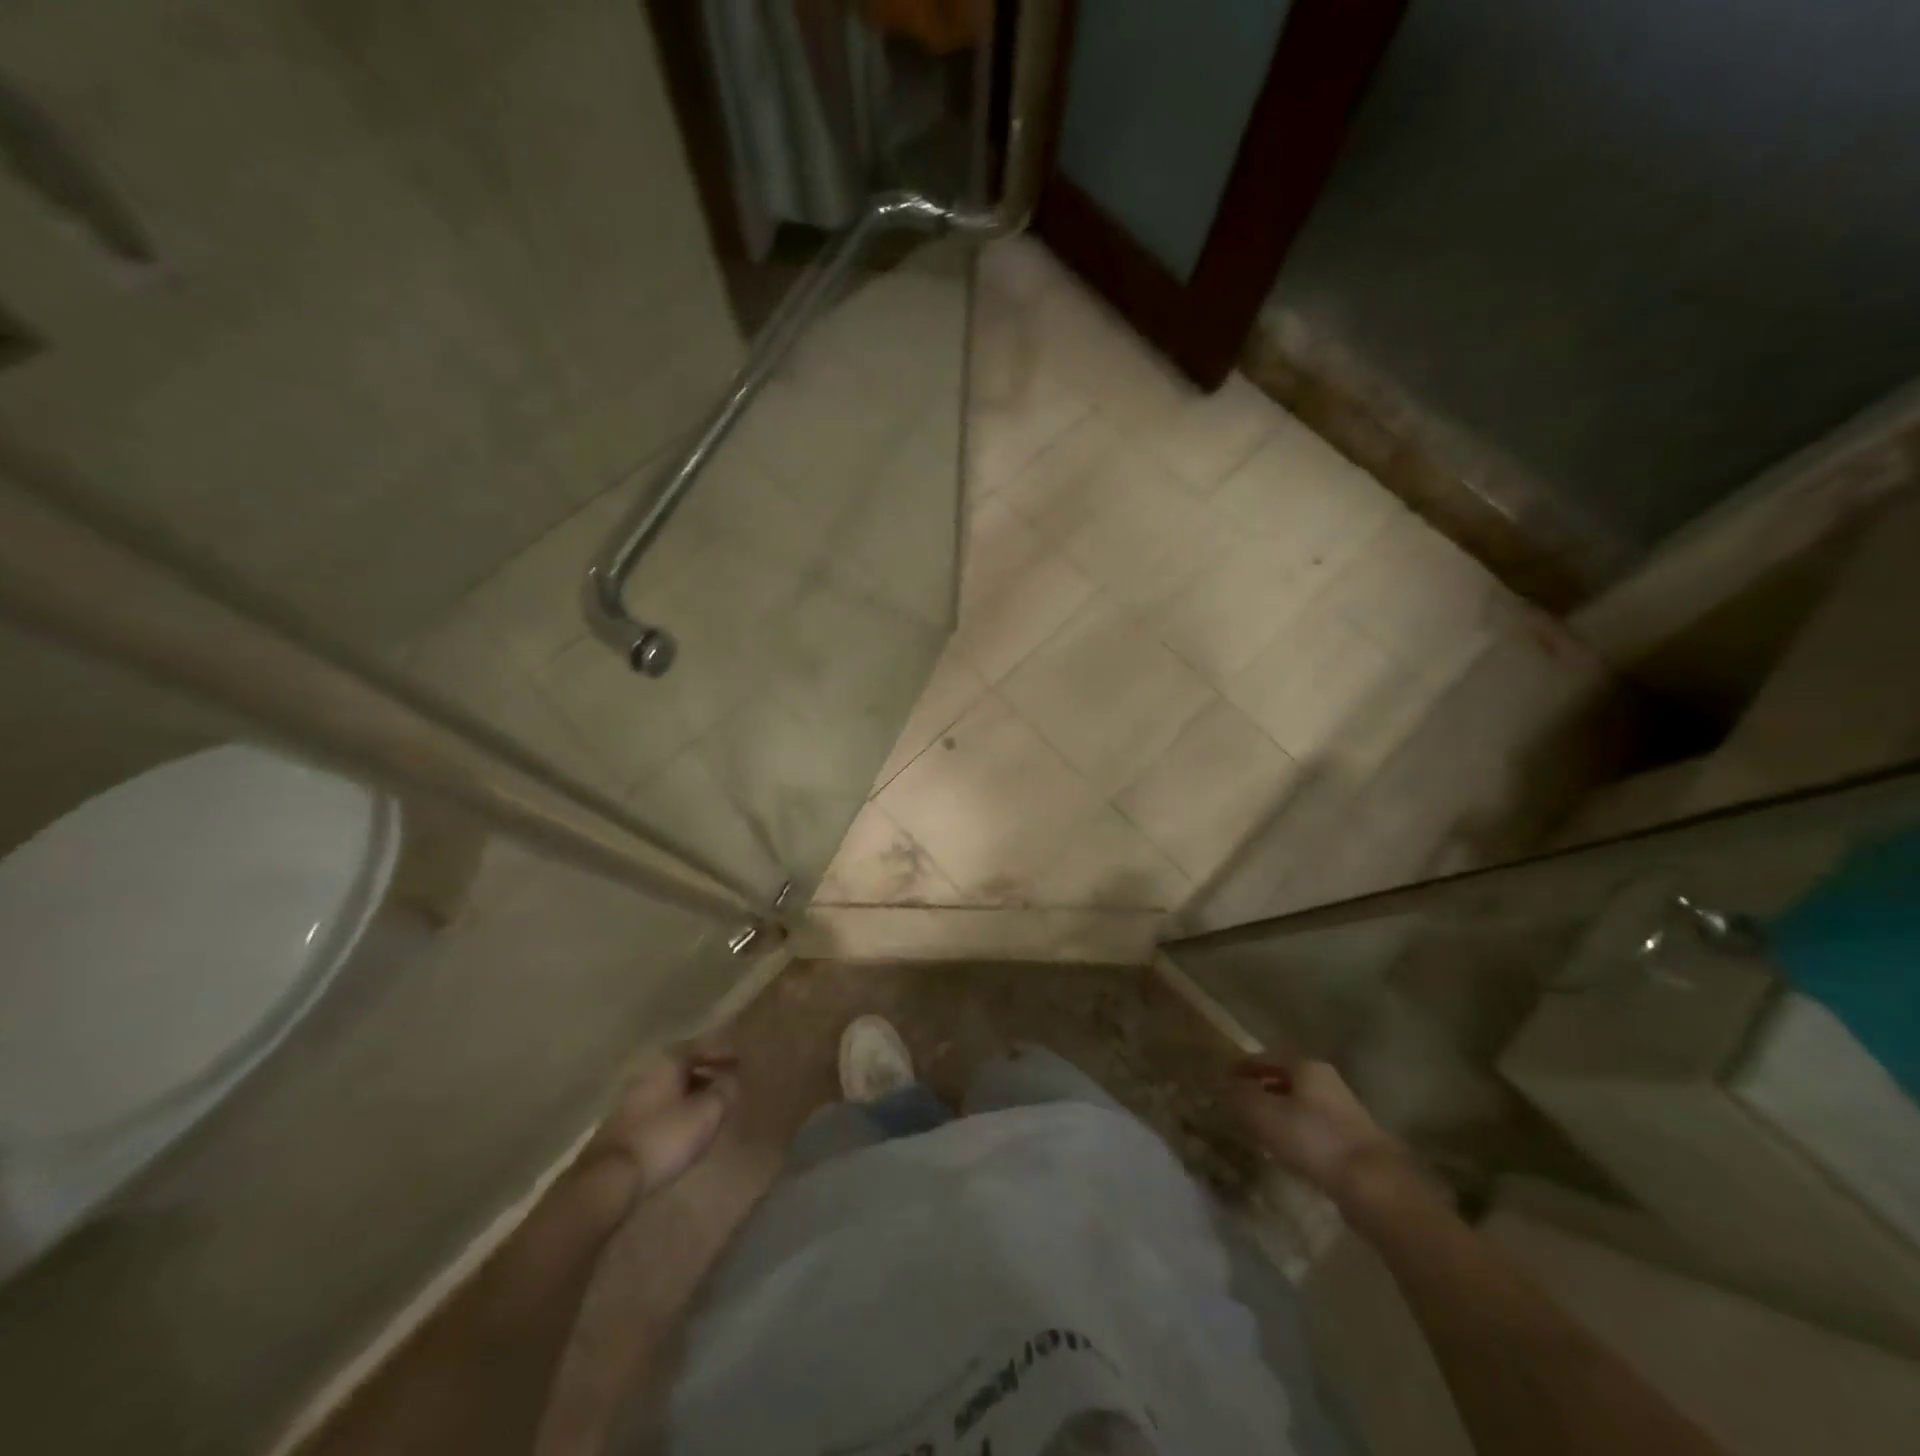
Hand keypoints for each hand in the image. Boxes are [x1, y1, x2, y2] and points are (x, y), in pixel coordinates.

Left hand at [583, 1046, 739, 1200]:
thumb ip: (724, 1091)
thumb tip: (731, 1079)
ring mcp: (630, 1101)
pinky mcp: (622, 1128)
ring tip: (709, 1109)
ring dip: (690, 1095)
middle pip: (682, 1067)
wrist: (610, 1179)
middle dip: (705, 1074)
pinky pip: (658, 1110)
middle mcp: (647, 1074)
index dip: (721, 1052)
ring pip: (669, 1090)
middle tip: (726, 1084)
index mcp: (667, 1062)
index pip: (699, 1046)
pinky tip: (684, 1130)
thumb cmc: (665, 1136)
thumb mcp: (708, 1112)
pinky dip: (675, 1112)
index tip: (740, 1061)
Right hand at [1229, 1053, 1408, 1209]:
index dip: (1244, 1066)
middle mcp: (1328, 1081)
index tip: (1226, 1076)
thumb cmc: (1312, 1139)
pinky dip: (1297, 1130)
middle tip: (1242, 1100)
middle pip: (1287, 1078)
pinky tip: (1289, 1149)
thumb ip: (1242, 1096)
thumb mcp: (1264, 1114)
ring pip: (1303, 1102)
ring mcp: (1345, 1111)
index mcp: (1306, 1066)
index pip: (1267, 1057)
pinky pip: (1315, 1126)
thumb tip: (1229, 1084)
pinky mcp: (1355, 1140)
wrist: (1374, 1185)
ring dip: (1280, 1109)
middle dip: (1263, 1086)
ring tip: (1261, 1127)